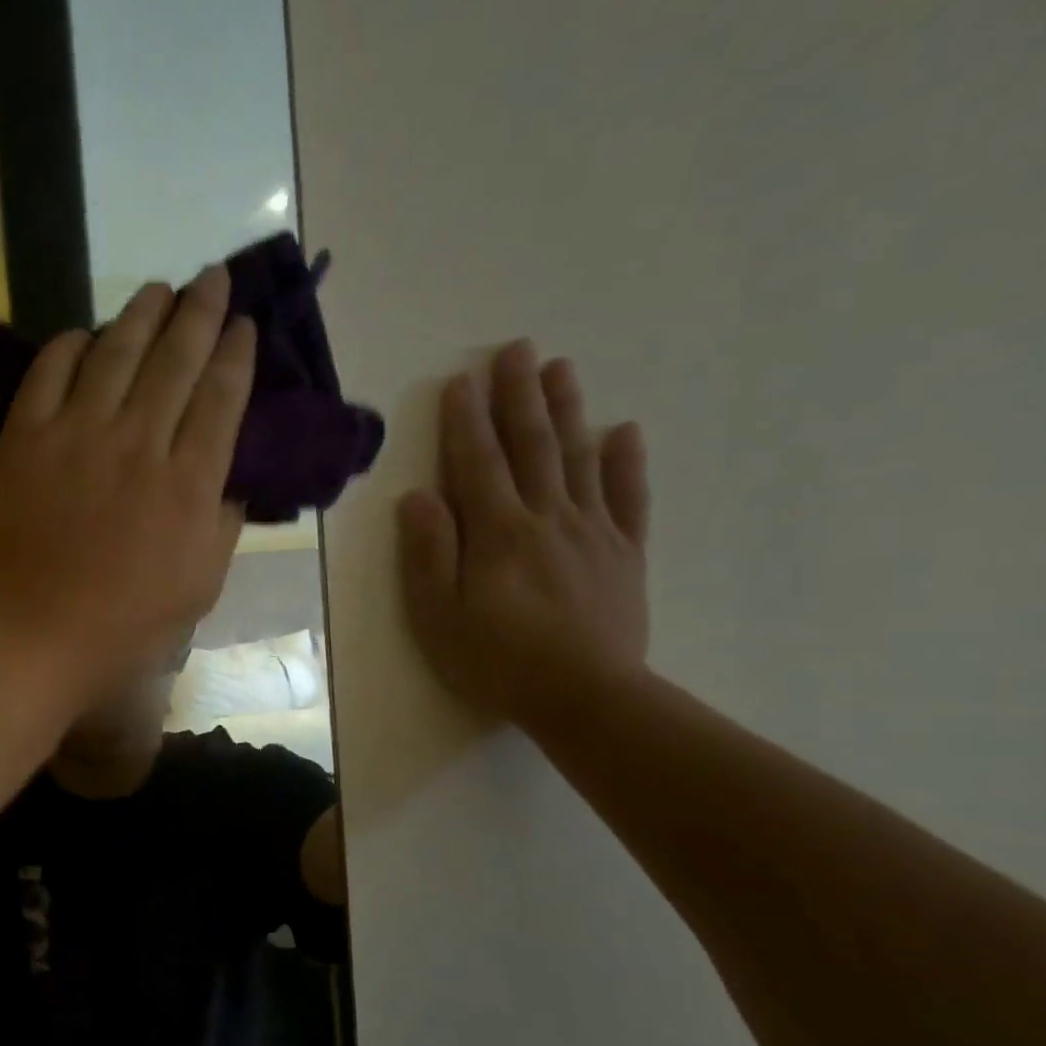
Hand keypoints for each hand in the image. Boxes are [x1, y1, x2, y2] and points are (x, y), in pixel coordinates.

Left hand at [0, 265, 255, 697]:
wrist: (35, 637)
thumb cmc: (125, 626)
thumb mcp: (200, 587)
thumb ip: (222, 525)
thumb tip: (229, 480)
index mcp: (188, 483)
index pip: (222, 398)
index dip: (236, 354)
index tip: (244, 324)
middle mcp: (139, 442)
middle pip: (176, 359)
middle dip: (200, 312)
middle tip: (212, 278)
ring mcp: (77, 435)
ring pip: (116, 353)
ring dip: (142, 313)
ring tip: (159, 289)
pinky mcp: (25, 440)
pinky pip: (49, 374)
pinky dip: (70, 347)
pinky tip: (85, 335)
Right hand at [398, 339, 649, 734]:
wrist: (585, 696)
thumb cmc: (498, 660)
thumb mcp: (440, 615)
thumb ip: (429, 553)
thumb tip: (417, 497)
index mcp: (498, 532)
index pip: (477, 463)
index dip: (466, 421)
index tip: (461, 380)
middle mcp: (547, 517)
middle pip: (531, 446)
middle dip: (519, 396)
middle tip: (517, 349)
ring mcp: (592, 531)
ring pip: (578, 458)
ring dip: (567, 410)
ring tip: (560, 368)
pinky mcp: (624, 553)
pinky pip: (627, 497)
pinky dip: (625, 462)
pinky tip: (622, 431)